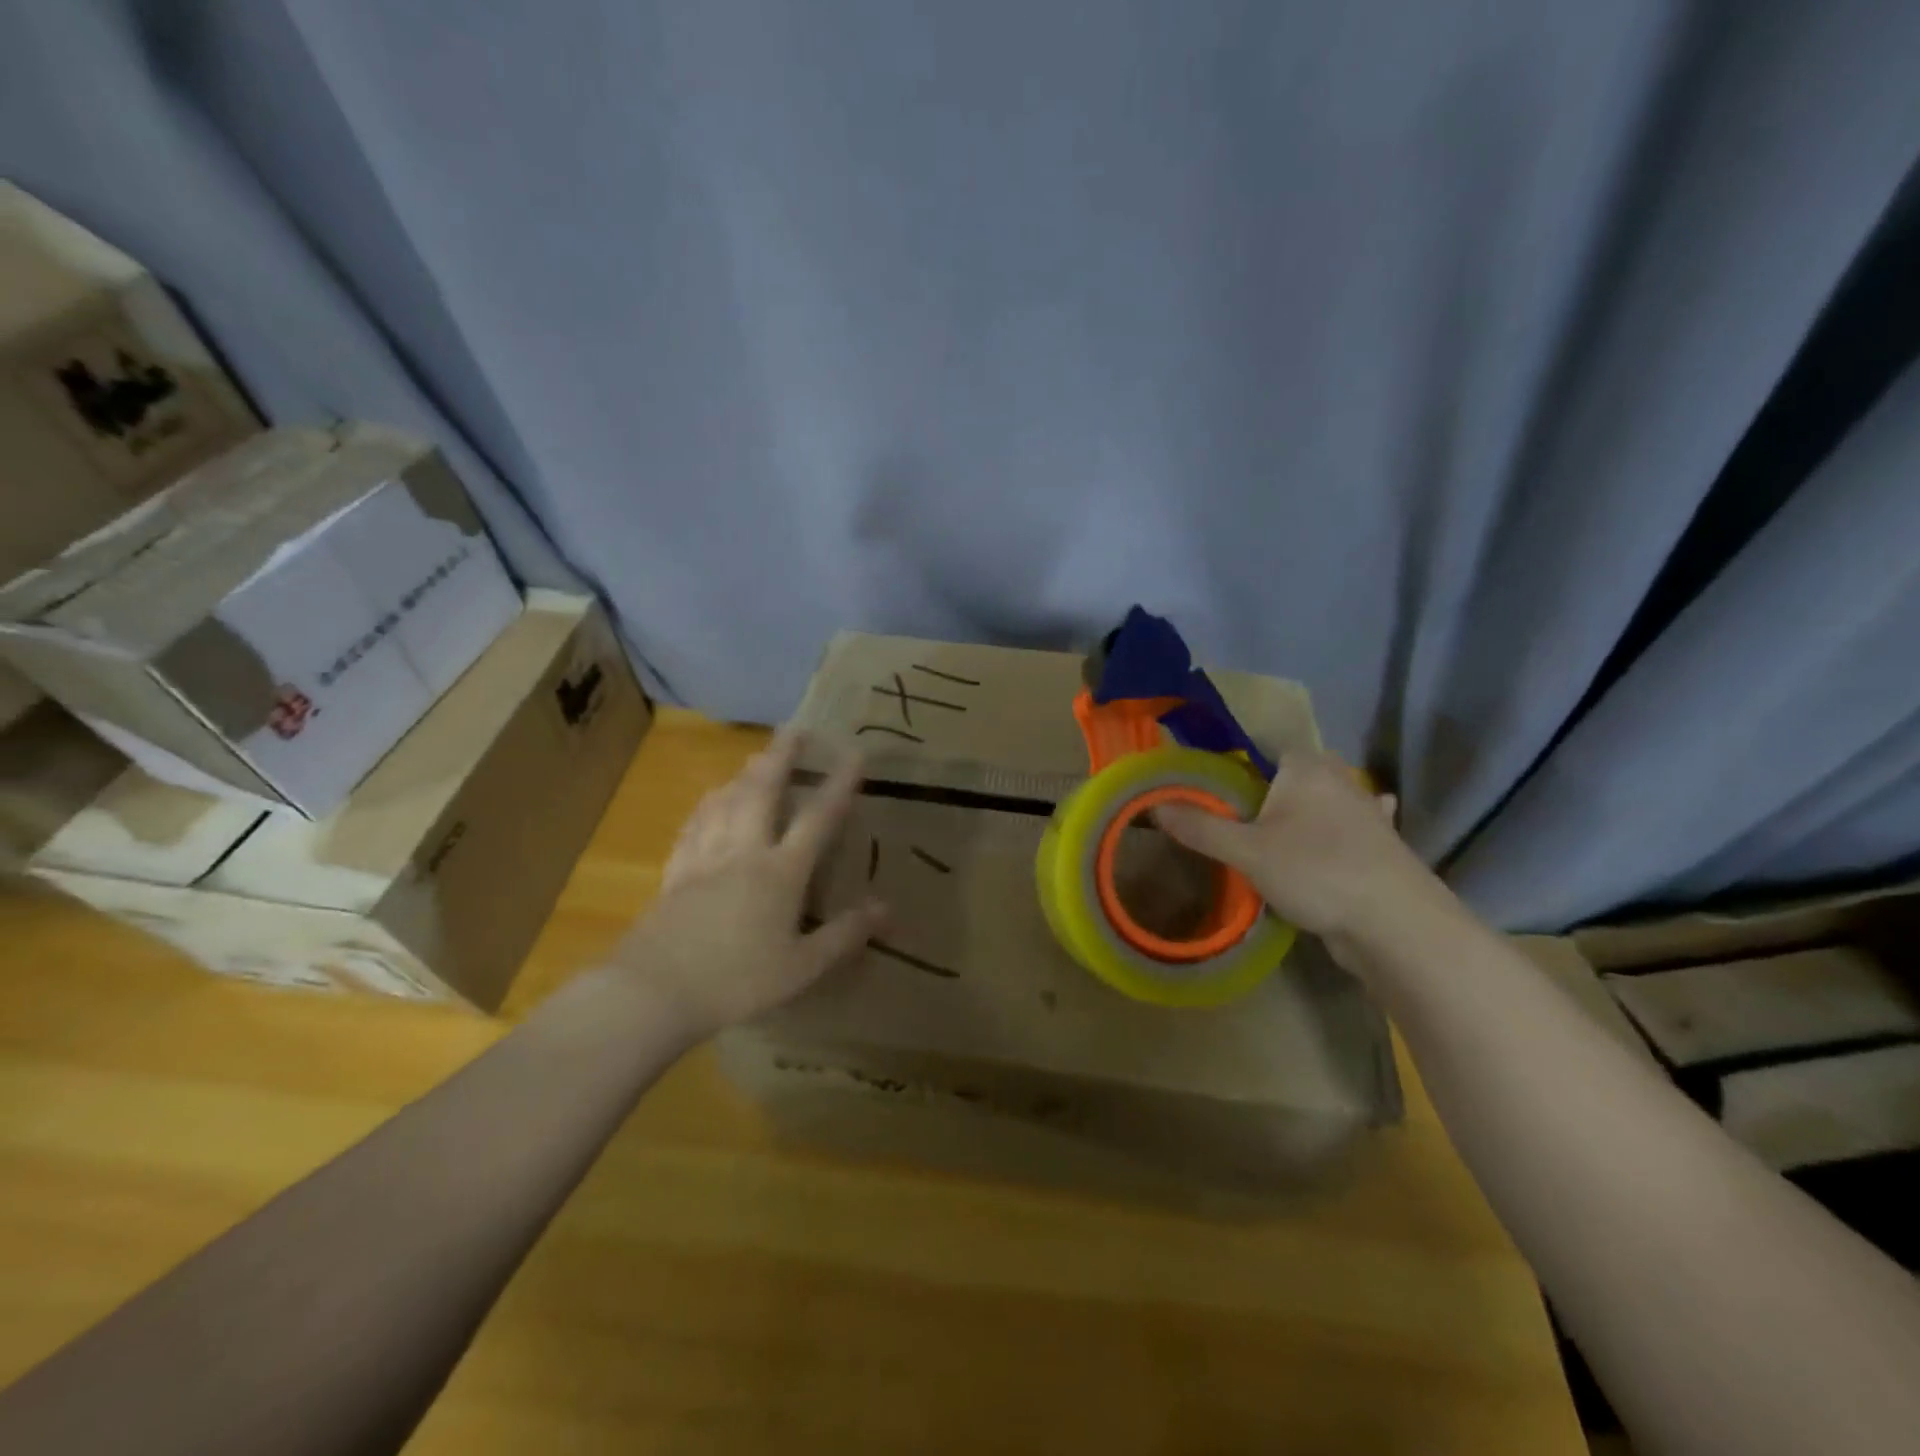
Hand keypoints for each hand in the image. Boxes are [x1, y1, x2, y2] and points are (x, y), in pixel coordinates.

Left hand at [611, 729, 883, 1039]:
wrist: (653, 992)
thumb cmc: (736, 981)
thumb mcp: (802, 967)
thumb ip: (845, 934)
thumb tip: (887, 907)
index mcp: (780, 872)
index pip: (817, 819)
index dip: (838, 785)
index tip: (853, 754)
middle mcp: (744, 853)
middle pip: (763, 793)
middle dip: (781, 758)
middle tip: (793, 730)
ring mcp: (704, 859)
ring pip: (725, 802)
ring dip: (743, 775)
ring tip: (754, 759)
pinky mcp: (675, 874)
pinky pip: (694, 826)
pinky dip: (706, 806)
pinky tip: (708, 801)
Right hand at [1155, 750, 1434, 945]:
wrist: (1396, 925)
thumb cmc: (1317, 871)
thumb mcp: (1246, 852)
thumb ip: (1200, 827)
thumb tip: (1153, 806)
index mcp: (1306, 767)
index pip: (1266, 744)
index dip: (1238, 760)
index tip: (1211, 783)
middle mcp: (1339, 780)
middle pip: (1295, 771)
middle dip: (1269, 786)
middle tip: (1235, 811)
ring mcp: (1366, 812)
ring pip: (1323, 800)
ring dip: (1304, 810)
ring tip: (1272, 830)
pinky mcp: (1380, 845)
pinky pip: (1346, 829)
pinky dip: (1336, 833)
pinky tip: (1329, 842)